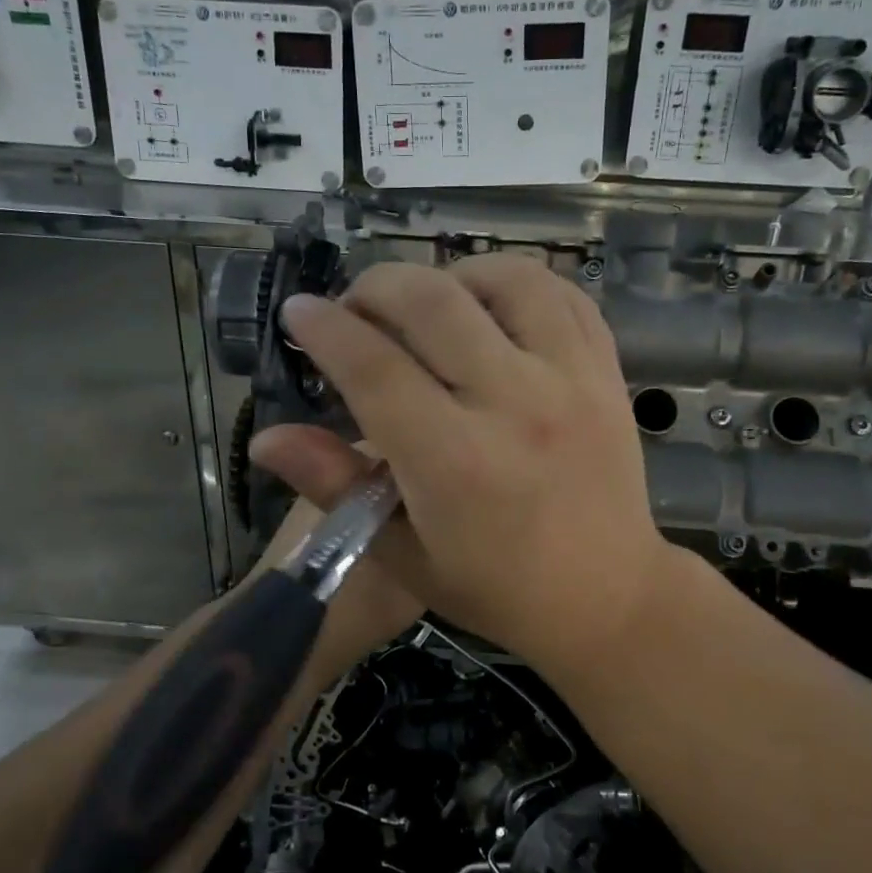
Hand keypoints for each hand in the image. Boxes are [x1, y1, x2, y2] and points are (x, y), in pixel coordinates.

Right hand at [248, 253, 678, 679]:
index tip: (300, 313)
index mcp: (455, 461)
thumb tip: (264, 438)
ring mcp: (571, 379)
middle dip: (375, 288)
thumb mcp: (404, 555)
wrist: (607, 596)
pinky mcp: (606, 372)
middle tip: (355, 309)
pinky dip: (515, 283)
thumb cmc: (496, 589)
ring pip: (504, 279)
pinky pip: (562, 294)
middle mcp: (514, 404)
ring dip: (449, 275)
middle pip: (432, 303)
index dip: (326, 330)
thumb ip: (335, 486)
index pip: (375, 368)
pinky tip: (490, 305)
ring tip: (425, 304)